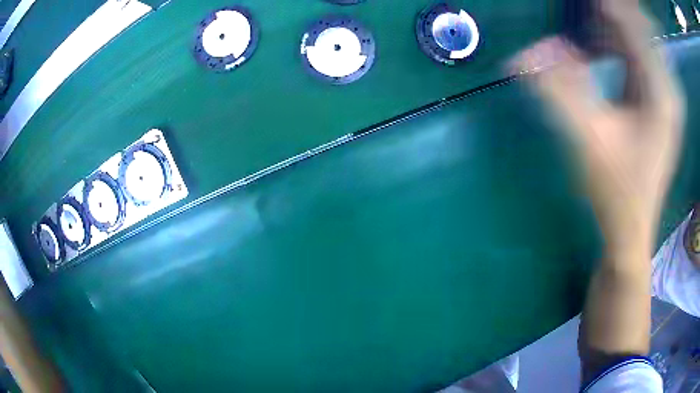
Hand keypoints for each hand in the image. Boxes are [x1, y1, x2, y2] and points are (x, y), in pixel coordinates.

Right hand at [512, 0, 684, 251]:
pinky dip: (617, 44)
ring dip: (613, 25)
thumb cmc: (615, 192)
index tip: (588, 0)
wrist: (631, 229)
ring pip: (639, 42)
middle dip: (616, 12)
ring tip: (588, 17)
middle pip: (641, 30)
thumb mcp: (587, 140)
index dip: (611, 8)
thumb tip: (525, 56)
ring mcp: (663, 96)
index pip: (635, 29)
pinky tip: (597, 45)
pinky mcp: (655, 103)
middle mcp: (666, 90)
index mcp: (660, 94)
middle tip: (589, 6)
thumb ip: (558, 92)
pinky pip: (637, 59)